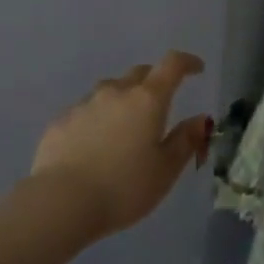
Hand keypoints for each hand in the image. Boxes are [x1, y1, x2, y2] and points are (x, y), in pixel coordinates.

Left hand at [31, 51, 211, 238]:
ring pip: (111, 90)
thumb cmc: (123, 188)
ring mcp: (85, 103)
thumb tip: (201, 119)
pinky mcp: (61, 119)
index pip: (172, 65)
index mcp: (147, 100)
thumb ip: (185, 141)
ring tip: (125, 128)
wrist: (61, 201)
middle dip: (154, 82)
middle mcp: (116, 91)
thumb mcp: (165, 171)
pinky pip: (86, 110)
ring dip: (123, 100)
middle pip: (140, 74)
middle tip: (160, 103)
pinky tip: (94, 144)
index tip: (196, 69)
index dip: (187, 62)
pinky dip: (97, 119)